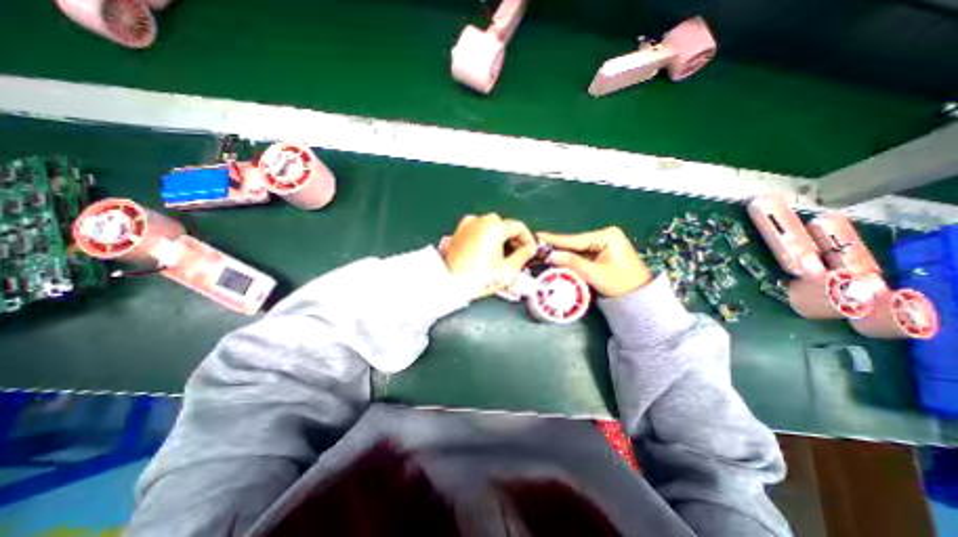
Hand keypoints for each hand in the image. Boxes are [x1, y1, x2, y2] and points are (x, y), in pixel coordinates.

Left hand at [442, 212, 538, 296]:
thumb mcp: (507, 270)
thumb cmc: (475, 279)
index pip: (519, 227)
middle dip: (513, 239)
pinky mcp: (459, 232)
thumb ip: (524, 255)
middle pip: (504, 225)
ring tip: (501, 256)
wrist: (449, 284)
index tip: (529, 250)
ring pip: (491, 227)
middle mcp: (479, 221)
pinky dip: (486, 238)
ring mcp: (467, 226)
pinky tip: (487, 253)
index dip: (528, 239)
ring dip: (499, 238)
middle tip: (517, 255)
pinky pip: (478, 230)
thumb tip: (529, 249)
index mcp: (493, 227)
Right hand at [537, 227, 651, 296]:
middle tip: (536, 246)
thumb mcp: (595, 273)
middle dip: (556, 247)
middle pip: (574, 242)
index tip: (537, 236)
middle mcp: (604, 235)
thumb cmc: (621, 284)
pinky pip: (581, 253)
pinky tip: (556, 257)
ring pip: (576, 248)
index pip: (575, 239)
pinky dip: (570, 257)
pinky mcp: (601, 251)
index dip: (555, 240)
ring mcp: (603, 242)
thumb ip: (572, 262)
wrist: (640, 295)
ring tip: (542, 252)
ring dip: (561, 252)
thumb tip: (550, 255)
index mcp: (606, 236)